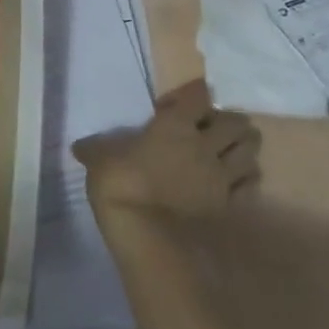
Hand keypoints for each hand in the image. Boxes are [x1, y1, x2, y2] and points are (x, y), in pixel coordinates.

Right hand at [73, 80, 260, 223]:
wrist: (146, 233)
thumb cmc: (120, 184)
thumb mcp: (100, 158)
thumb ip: (96, 148)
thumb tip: (79, 147)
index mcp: (175, 124)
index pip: (198, 96)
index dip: (196, 94)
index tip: (188, 99)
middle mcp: (204, 144)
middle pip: (235, 123)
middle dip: (230, 120)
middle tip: (216, 125)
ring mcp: (221, 176)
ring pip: (249, 151)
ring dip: (243, 146)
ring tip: (231, 148)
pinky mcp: (228, 203)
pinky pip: (249, 183)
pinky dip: (246, 177)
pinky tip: (235, 178)